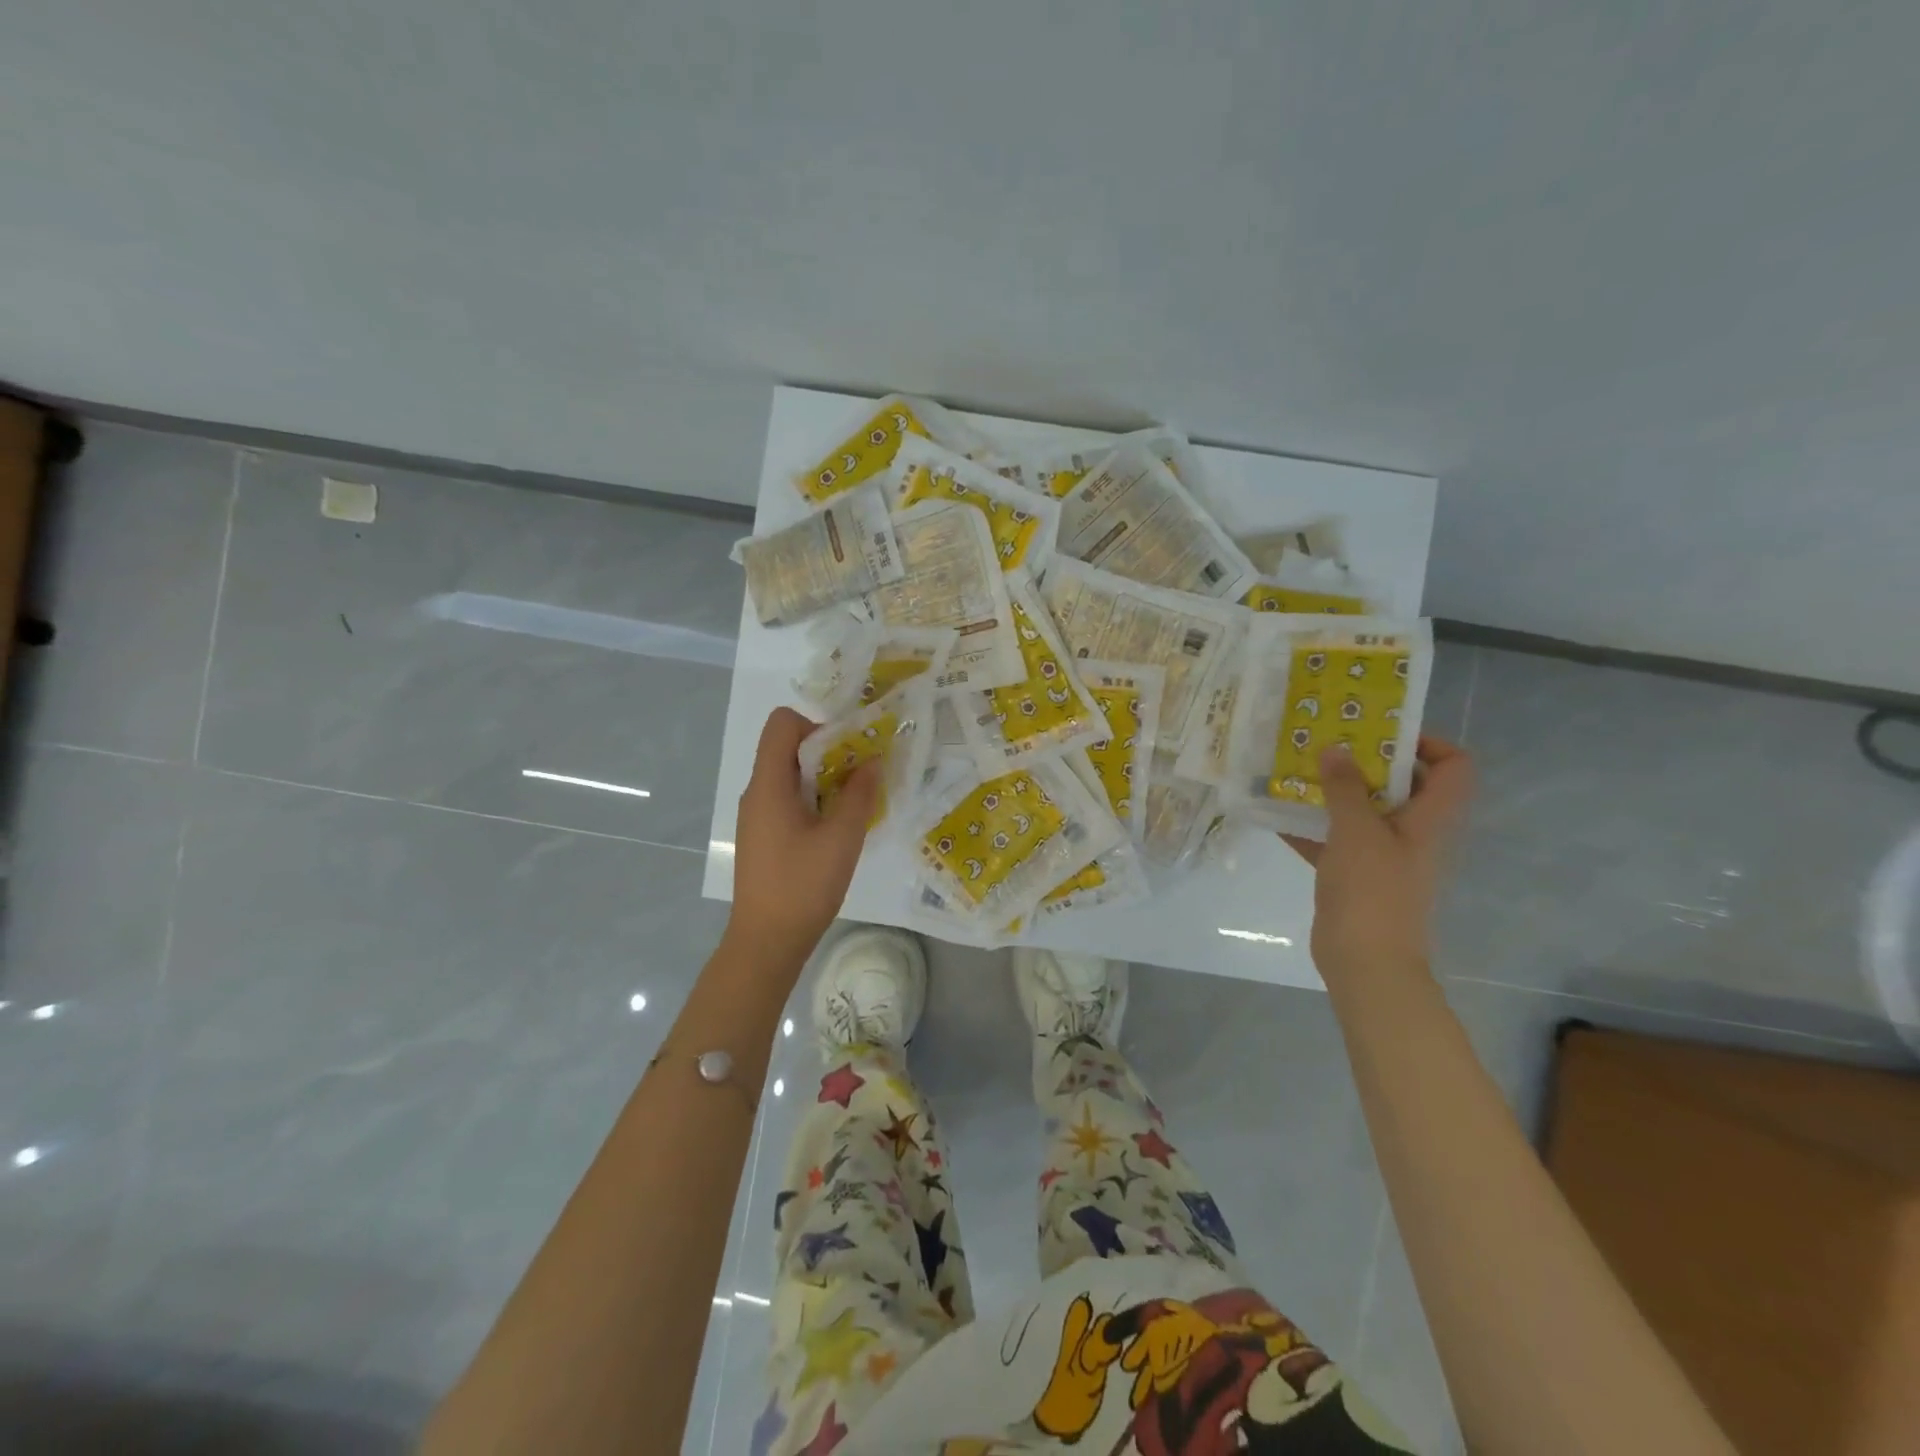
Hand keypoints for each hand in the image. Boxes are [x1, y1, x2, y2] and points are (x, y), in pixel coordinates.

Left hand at [727, 707, 880, 965]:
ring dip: (825, 780)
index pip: (782, 723)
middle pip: (788, 748)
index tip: (846, 753)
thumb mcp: (842, 838)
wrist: (766, 942)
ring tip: (854, 805)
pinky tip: (837, 830)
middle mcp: (757, 792)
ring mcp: (757, 816)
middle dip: (829, 753)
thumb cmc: (803, 886)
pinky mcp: (763, 836)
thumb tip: (872, 761)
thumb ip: (859, 794)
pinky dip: (814, 802)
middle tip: (861, 779)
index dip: (816, 726)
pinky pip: (788, 800)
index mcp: (769, 784)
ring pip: (791, 776)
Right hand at [1283, 736, 1472, 983]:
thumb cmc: (1372, 891)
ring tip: (1297, 770)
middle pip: (1402, 784)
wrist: (1365, 962)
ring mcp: (1382, 855)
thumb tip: (1335, 749)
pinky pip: (1333, 840)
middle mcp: (1411, 832)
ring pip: (1363, 811)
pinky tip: (1274, 813)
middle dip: (1365, 761)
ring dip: (1333, 792)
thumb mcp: (1357, 831)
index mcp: (1428, 818)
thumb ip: (1346, 788)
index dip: (1428, 742)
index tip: (1380, 733)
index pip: (1453, 767)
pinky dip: (1310, 826)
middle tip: (1327, 743)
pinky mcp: (1354, 875)